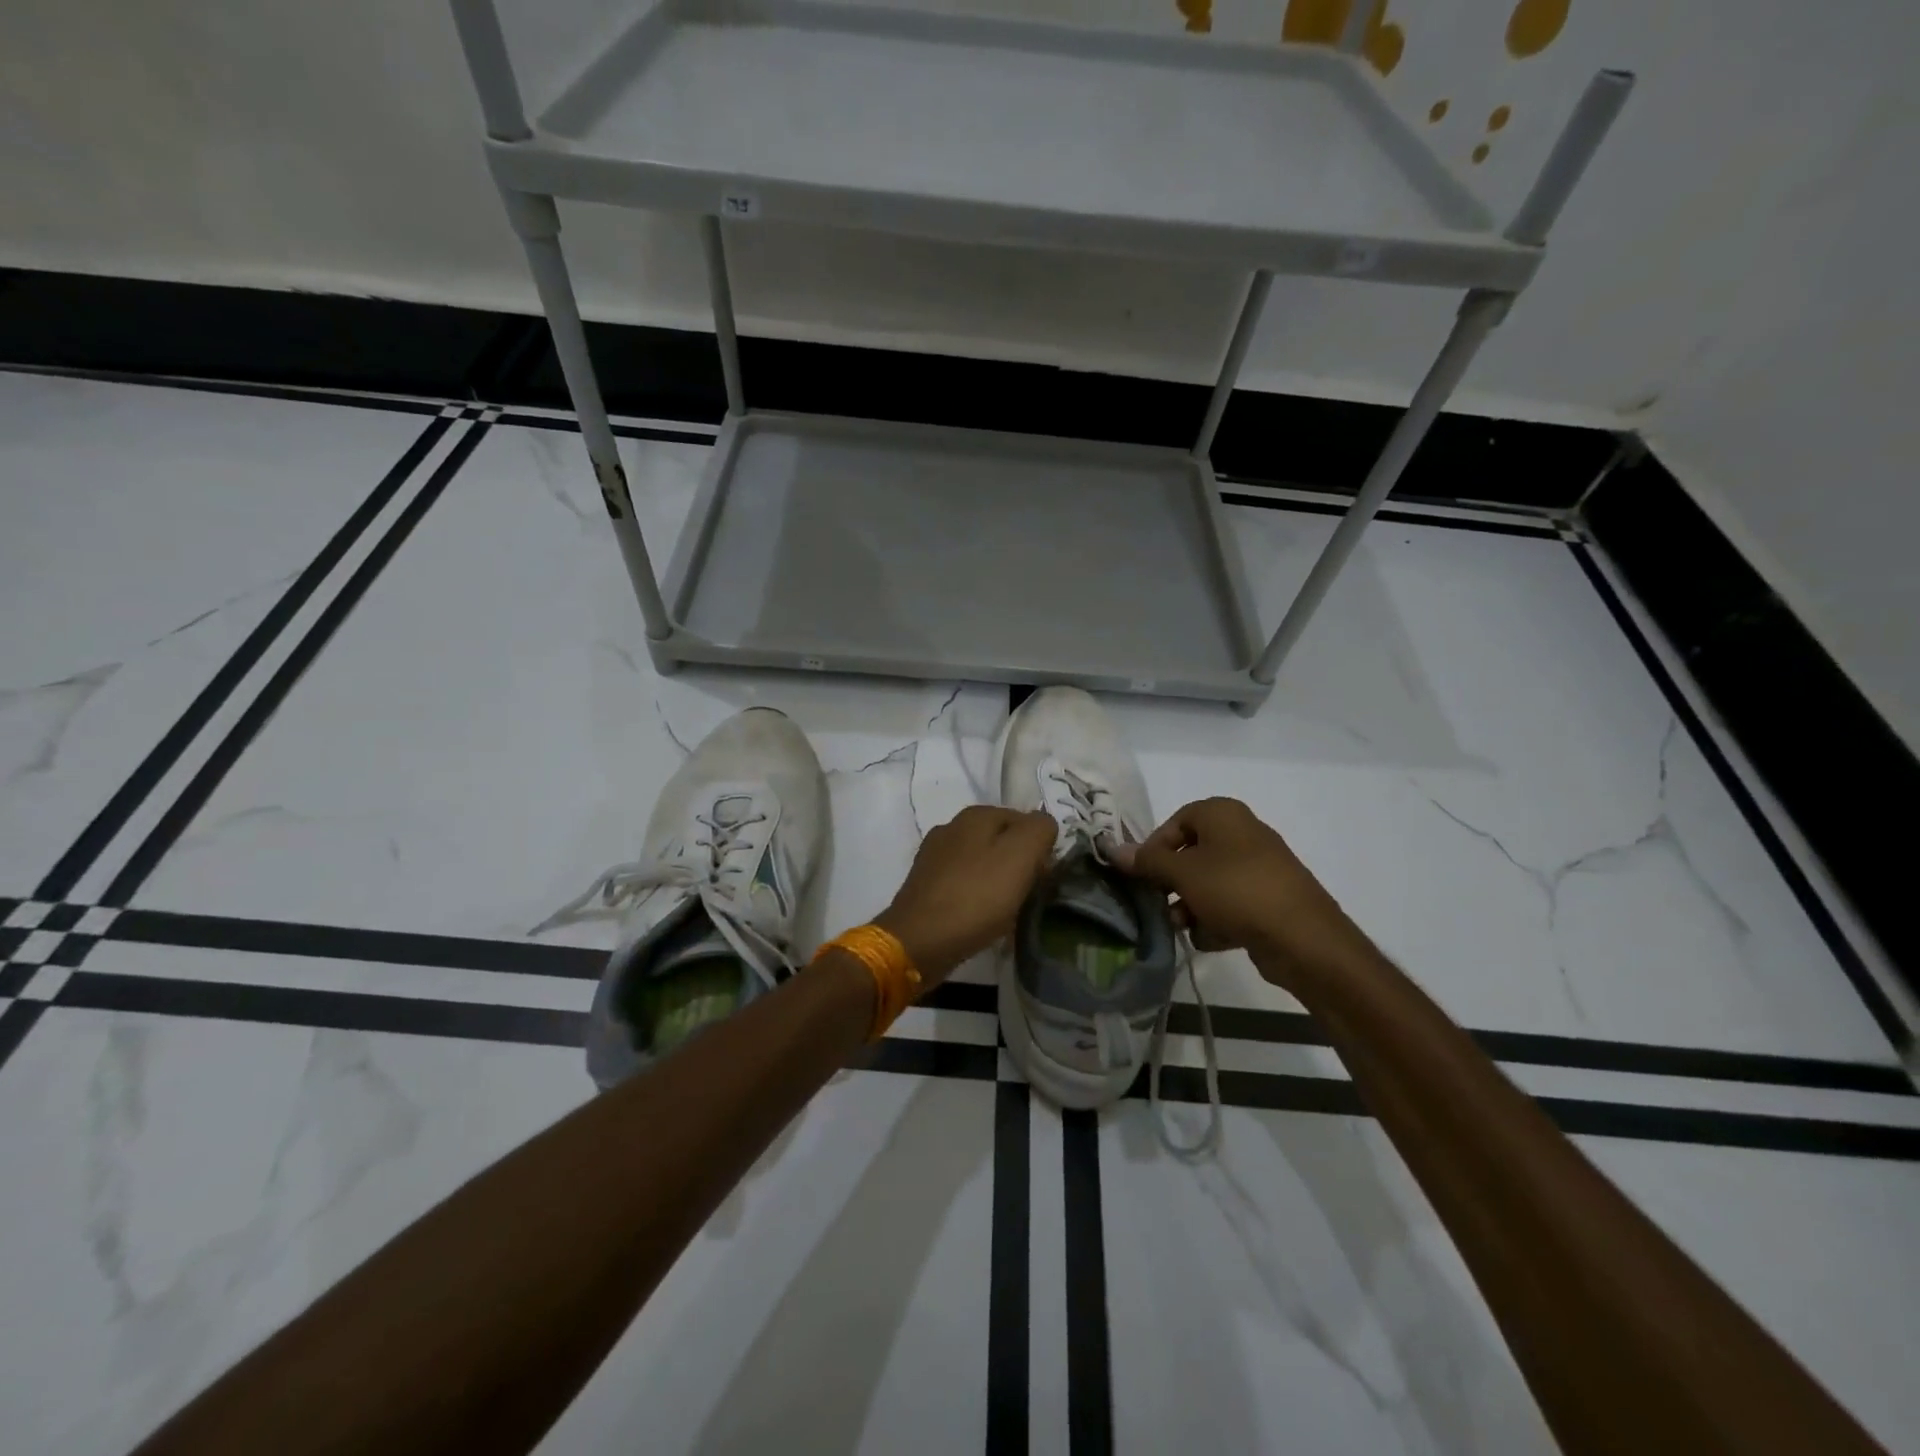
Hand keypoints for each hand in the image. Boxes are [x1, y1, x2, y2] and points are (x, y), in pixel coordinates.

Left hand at [875, 806, 1056, 983]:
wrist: (920, 941)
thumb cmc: (976, 896)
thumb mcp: (1021, 855)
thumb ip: (1039, 830)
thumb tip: (1043, 825)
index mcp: (975, 815)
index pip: (1023, 819)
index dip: (1039, 846)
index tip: (1044, 877)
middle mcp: (951, 828)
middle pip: (1001, 842)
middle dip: (1020, 865)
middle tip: (1030, 895)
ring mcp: (934, 858)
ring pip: (982, 864)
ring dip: (999, 884)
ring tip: (1009, 912)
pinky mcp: (925, 886)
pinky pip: (964, 886)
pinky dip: (978, 900)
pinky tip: (983, 920)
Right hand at [1109, 798, 1378, 993]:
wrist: (1302, 938)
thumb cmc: (1236, 890)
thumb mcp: (1182, 873)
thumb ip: (1147, 861)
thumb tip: (1112, 849)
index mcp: (1223, 814)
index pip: (1175, 822)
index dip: (1154, 848)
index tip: (1142, 875)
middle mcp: (1242, 834)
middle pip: (1191, 855)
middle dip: (1172, 883)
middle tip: (1158, 903)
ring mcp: (1258, 869)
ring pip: (1208, 883)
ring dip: (1190, 906)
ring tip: (1183, 926)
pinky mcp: (1268, 901)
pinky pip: (1230, 905)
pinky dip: (1217, 921)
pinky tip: (1215, 938)